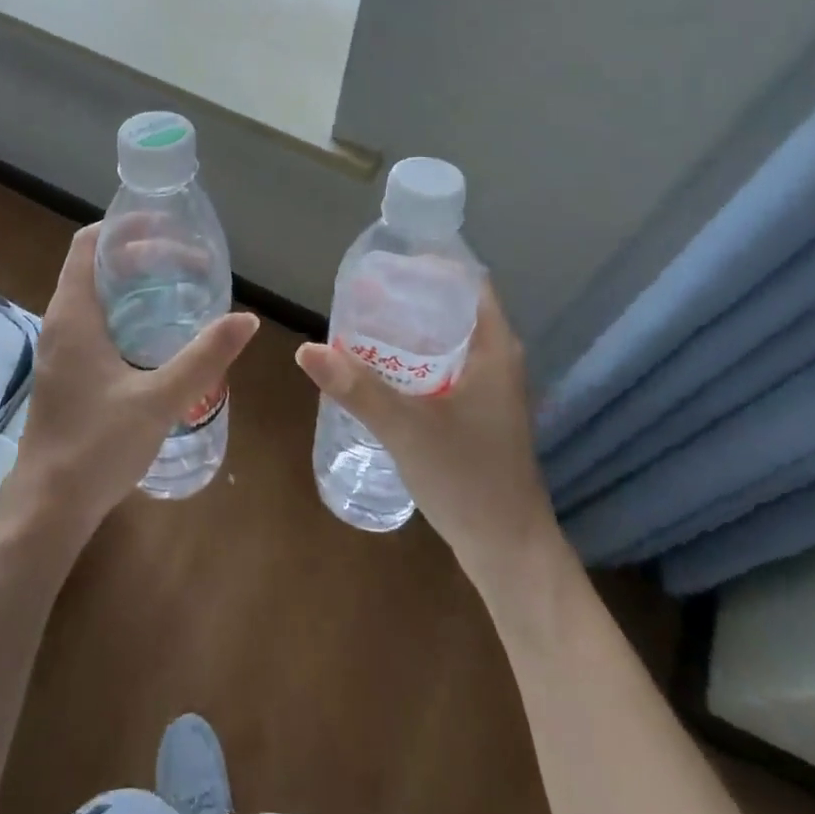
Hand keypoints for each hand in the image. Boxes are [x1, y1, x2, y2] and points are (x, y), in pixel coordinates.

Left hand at [11, 223, 258, 542]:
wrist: (49, 506)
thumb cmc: (97, 446)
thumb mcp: (159, 398)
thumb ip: (204, 357)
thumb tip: (247, 319)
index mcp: (74, 314)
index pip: (90, 244)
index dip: (125, 227)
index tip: (168, 227)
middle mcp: (62, 321)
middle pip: (97, 265)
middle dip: (142, 255)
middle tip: (190, 262)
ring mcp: (61, 348)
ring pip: (97, 294)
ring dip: (135, 283)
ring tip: (181, 288)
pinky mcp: (67, 370)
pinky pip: (96, 320)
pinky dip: (127, 310)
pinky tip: (159, 333)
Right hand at [295, 282, 559, 585]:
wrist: (508, 550)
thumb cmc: (467, 478)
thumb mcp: (406, 428)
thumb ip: (357, 387)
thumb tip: (306, 349)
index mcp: (495, 349)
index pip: (469, 282)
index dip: (432, 265)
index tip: (388, 263)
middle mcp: (498, 360)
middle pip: (454, 308)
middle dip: (411, 296)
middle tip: (364, 294)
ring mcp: (490, 389)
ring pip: (449, 340)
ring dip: (412, 328)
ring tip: (365, 323)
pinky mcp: (479, 413)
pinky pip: (446, 366)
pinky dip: (416, 358)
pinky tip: (382, 369)